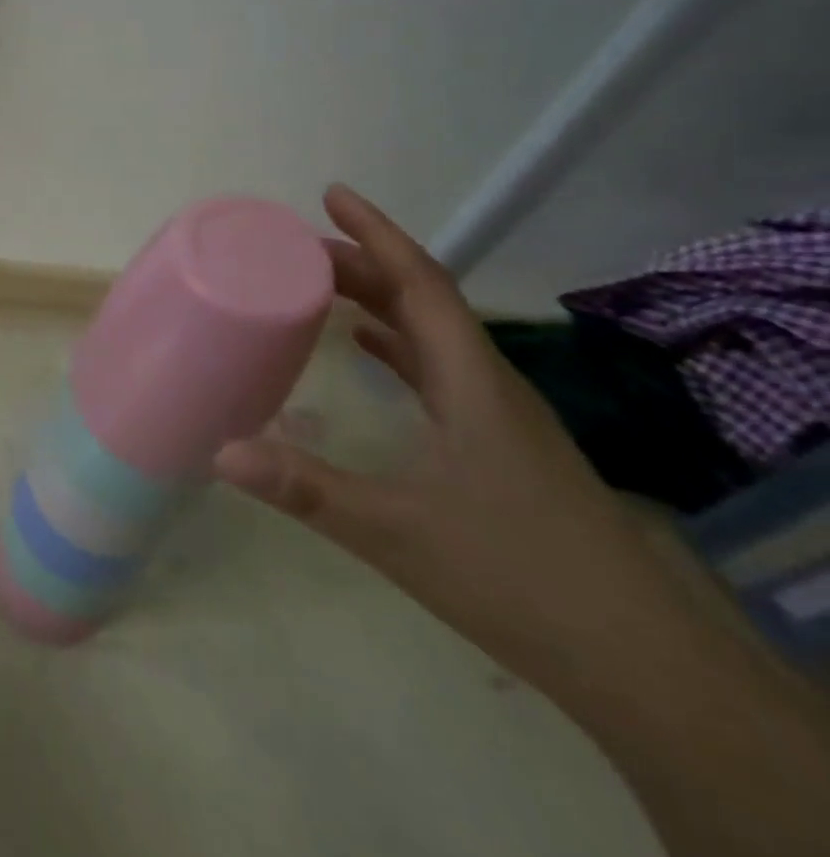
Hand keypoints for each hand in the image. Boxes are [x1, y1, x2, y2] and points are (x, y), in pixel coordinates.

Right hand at [214, 185, 691, 688]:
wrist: (637, 661)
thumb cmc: (515, 576)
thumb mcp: (394, 531)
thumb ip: (305, 487)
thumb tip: (219, 451)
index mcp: (470, 381)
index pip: (422, 284)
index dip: (377, 234)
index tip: (333, 195)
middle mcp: (487, 383)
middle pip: (423, 299)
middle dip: (363, 263)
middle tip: (297, 247)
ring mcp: (498, 415)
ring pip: (432, 333)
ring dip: (379, 300)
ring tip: (321, 286)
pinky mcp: (499, 444)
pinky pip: (438, 369)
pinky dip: (398, 345)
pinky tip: (367, 350)